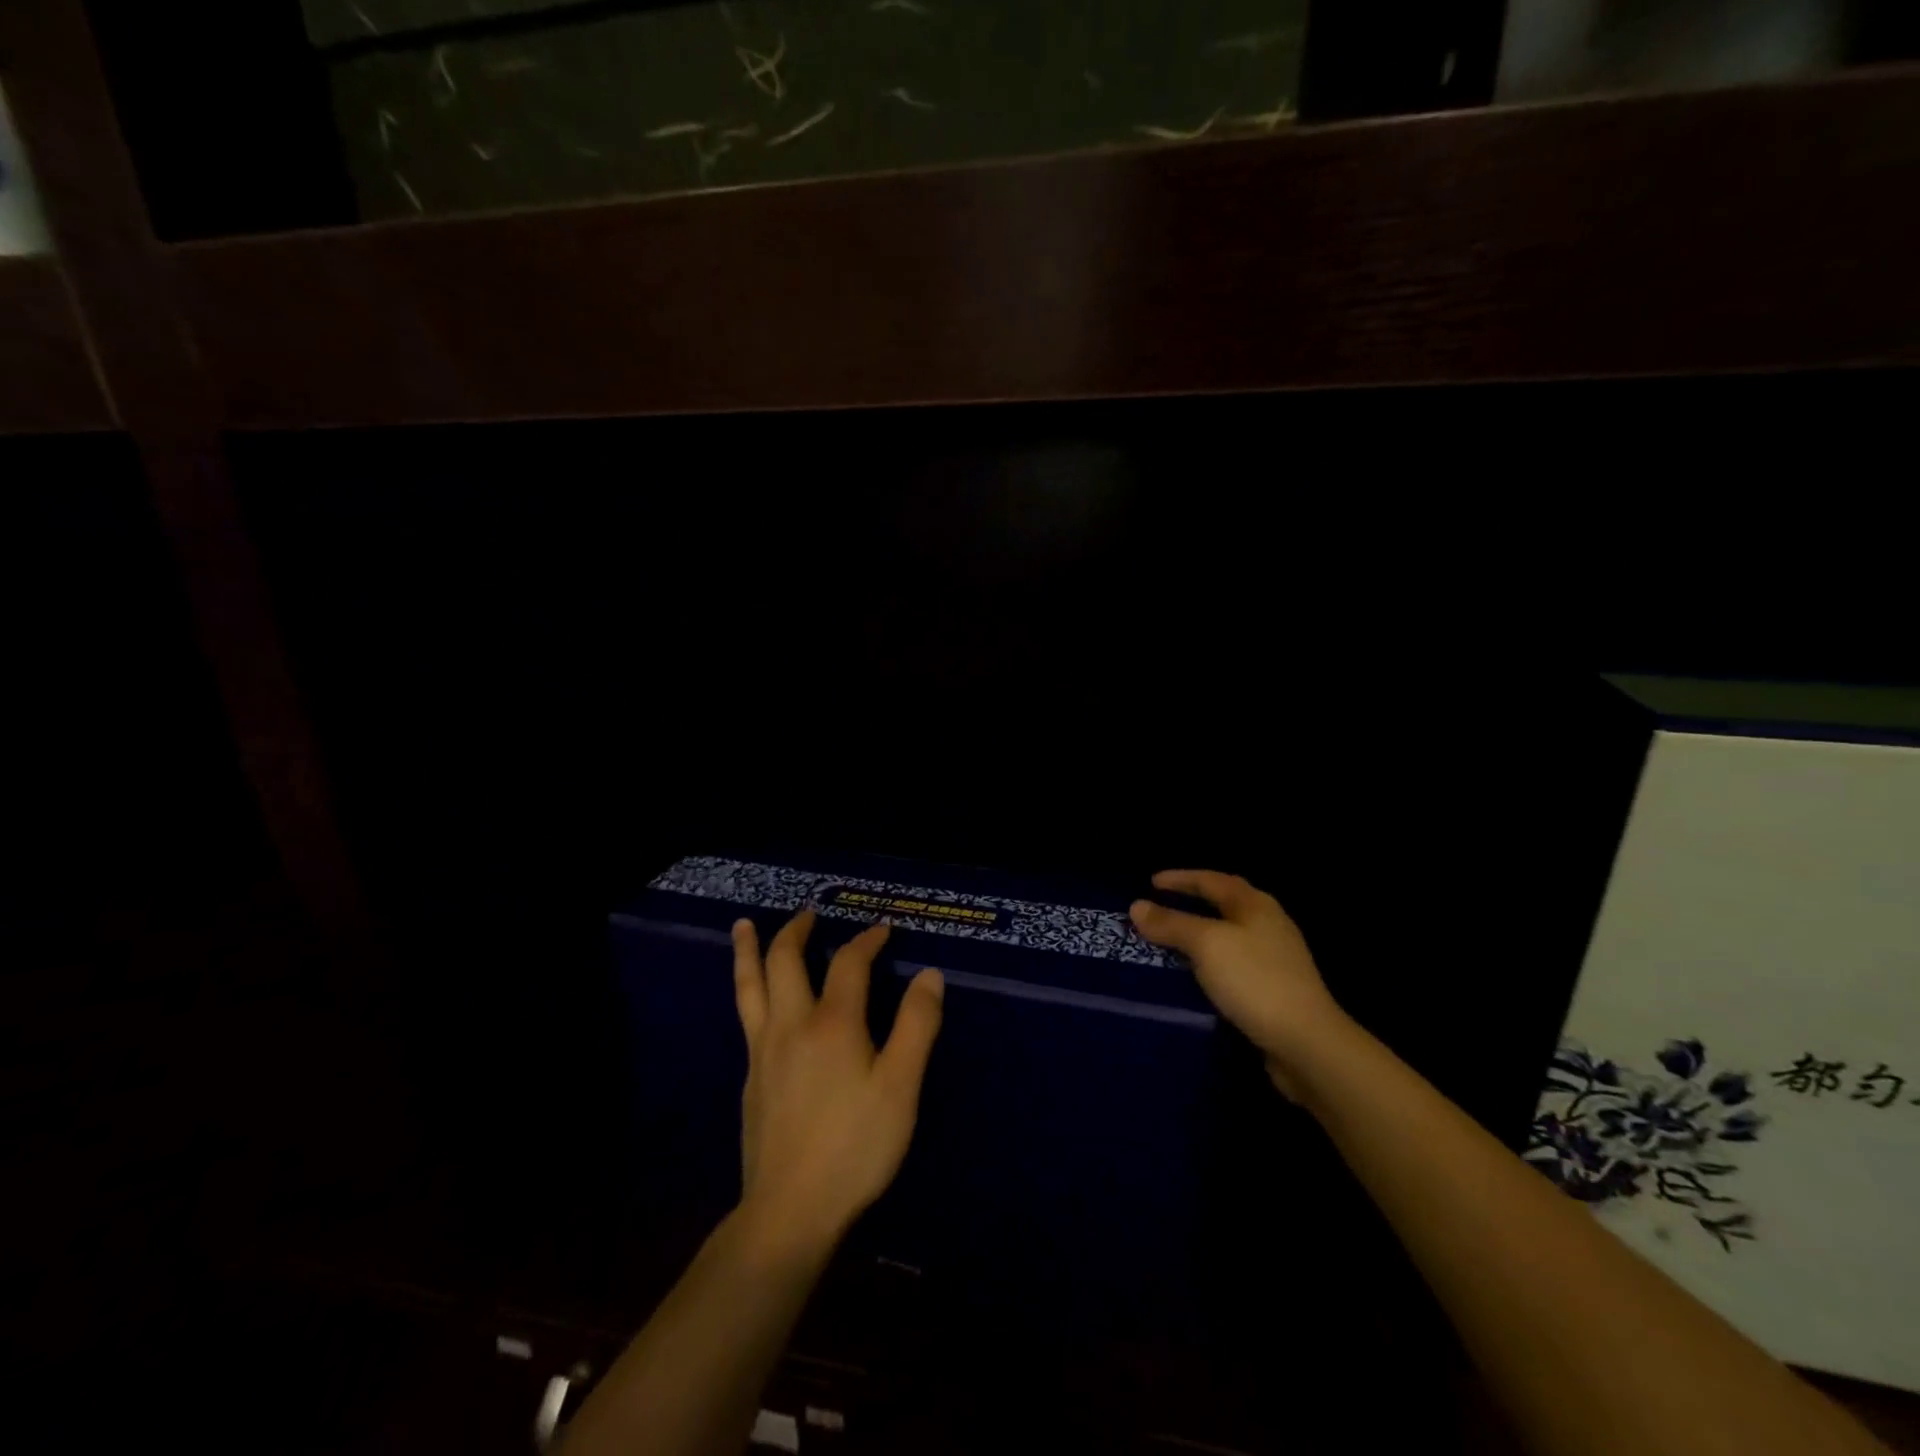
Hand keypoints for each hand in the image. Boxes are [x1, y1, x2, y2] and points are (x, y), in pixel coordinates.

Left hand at [731, 910, 943, 1255]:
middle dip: (798, 930)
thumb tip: (929, 975)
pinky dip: (749, 987)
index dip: (867, 940)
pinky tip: (756, 997)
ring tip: (744, 925)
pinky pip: (746, 1015)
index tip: (883, 930)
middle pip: (784, 960)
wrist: (790, 1210)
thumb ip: (916, 1026)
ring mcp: (763, 1051)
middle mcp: (791, 1025)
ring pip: (750, 985)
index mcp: (832, 1023)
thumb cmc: (856, 1146)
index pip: (849, 962)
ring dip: (749, 950)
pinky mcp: (750, 1077)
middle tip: (810, 913)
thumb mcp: (900, 1087)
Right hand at [1129, 870, 1349, 1098]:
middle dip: (1192, 902)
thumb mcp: (1206, 945)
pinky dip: (1210, 960)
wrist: (1306, 1042)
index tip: (1151, 882)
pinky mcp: (1275, 988)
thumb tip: (1137, 906)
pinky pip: (1233, 962)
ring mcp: (1275, 957)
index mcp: (1254, 905)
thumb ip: (1171, 924)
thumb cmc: (1254, 980)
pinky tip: (1196, 975)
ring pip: (1229, 934)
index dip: (1180, 878)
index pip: (1211, 880)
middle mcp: (1268, 924)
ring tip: (1171, 940)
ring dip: (1199, 933)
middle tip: (1161, 906)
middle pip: (1224, 904)